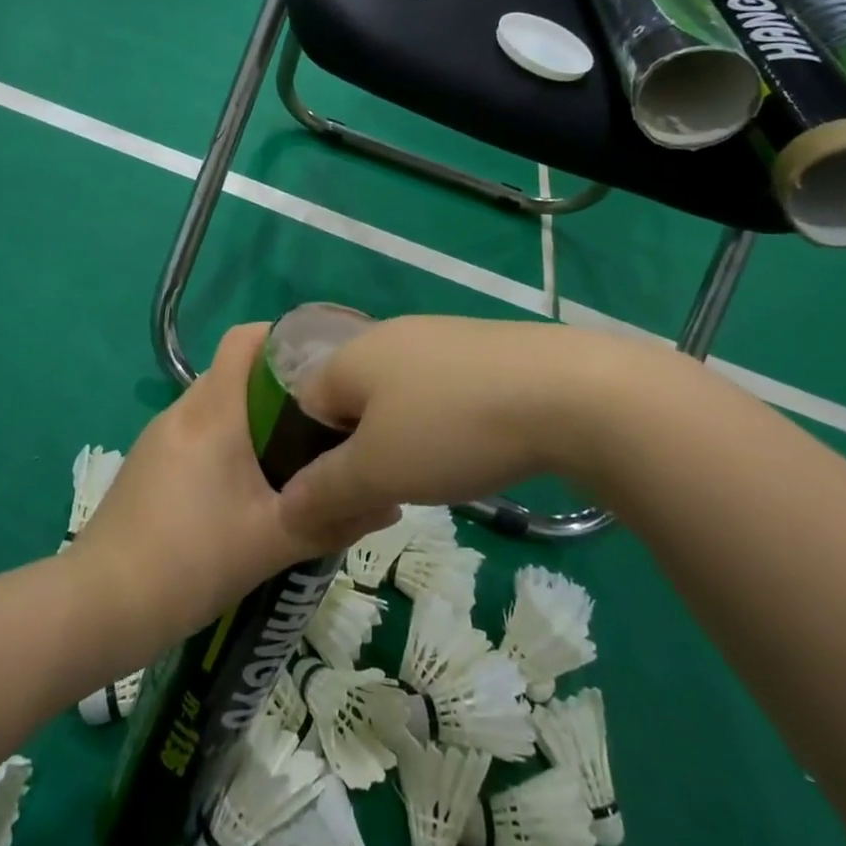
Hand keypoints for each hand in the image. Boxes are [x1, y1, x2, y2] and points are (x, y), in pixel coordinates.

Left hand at [65, 325, 393, 647]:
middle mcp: (183, 409)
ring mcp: (160, 436)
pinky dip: (228, 443)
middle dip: (280, 387)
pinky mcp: (149, 464)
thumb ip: (332, 517)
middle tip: (322, 420)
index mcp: (212, 409)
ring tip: (294, 455)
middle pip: (236, 372)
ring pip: (217, 405)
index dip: (284, 338)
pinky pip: (198, 433)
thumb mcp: (271, 541)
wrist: (98, 607)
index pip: (246, 338)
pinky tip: (247, 489)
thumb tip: (389, 500)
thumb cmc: (189, 560)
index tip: (323, 366)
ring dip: (253, 419)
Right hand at [279, 316, 637, 542]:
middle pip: (352, 399)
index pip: (305, 403)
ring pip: (399, 396)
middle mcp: (388, 336)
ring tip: (430, 476)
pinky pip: (441, 389)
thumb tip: (282, 509)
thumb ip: (324, 490)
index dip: (310, 454)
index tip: (337, 498)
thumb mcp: (377, 471)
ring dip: (402, 438)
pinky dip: (442, 423)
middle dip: (359, 449)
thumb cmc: (450, 428)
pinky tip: (470, 448)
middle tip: (384, 494)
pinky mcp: (481, 348)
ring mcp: (438, 337)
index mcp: (351, 355)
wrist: (563, 391)